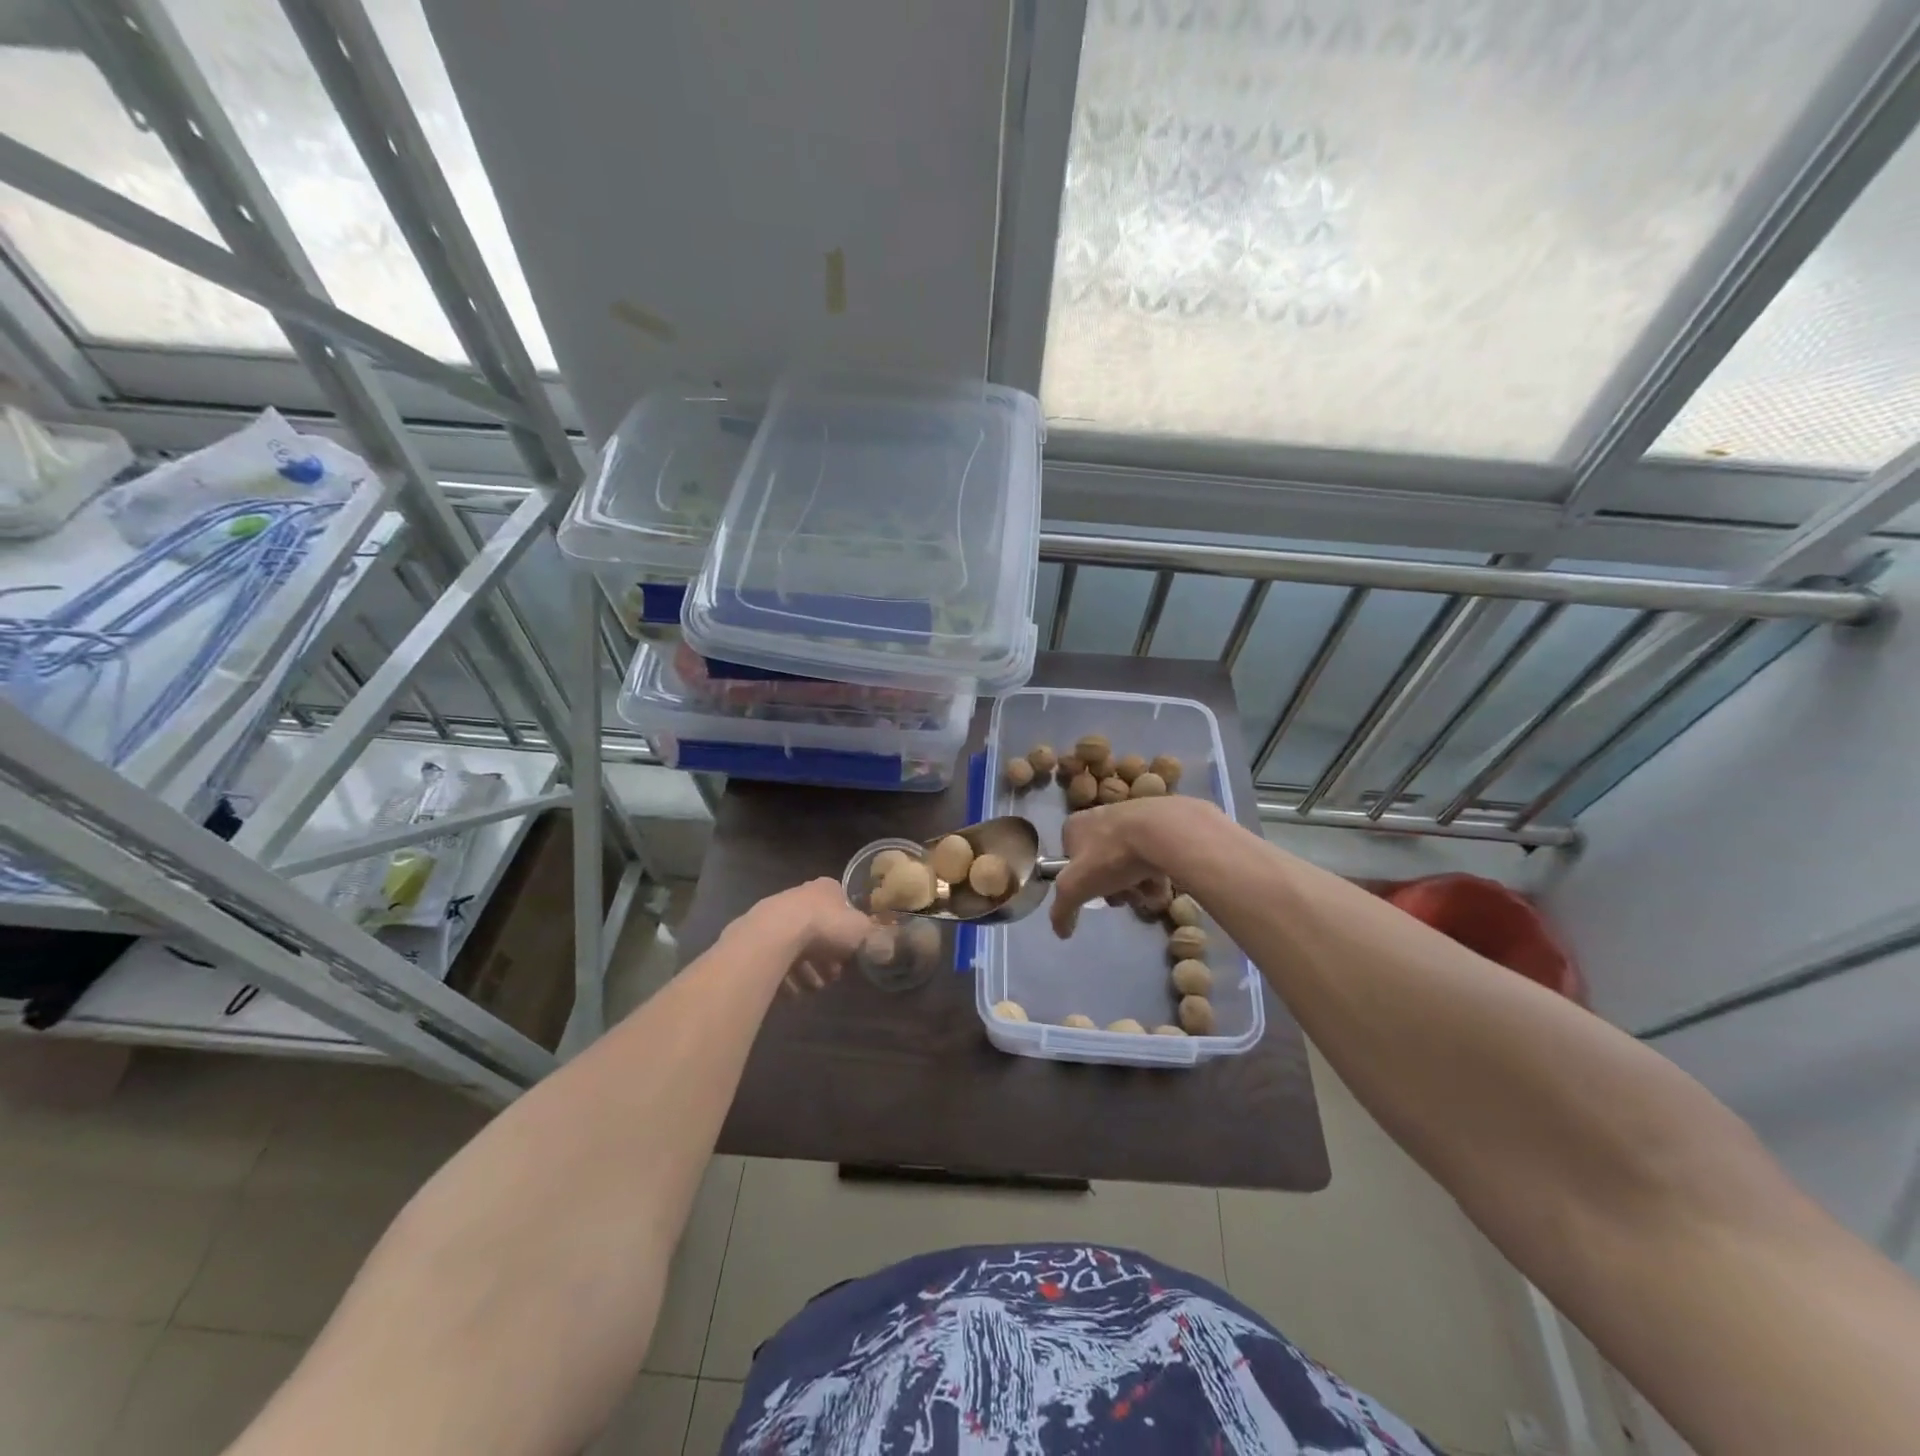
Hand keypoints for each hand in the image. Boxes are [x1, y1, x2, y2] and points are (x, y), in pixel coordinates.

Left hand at [758, 878, 869, 995]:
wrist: (778, 933)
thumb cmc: (826, 925)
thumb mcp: (861, 929)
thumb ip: (871, 935)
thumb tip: (881, 943)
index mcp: (826, 889)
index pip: (841, 910)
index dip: (847, 935)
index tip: (848, 957)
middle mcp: (801, 897)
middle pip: (819, 931)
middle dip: (826, 958)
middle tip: (832, 977)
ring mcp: (777, 915)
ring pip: (797, 946)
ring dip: (807, 970)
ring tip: (812, 989)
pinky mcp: (759, 935)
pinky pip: (777, 959)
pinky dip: (786, 976)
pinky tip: (793, 992)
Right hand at [1051, 797, 1217, 937]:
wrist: (1161, 832)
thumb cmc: (1110, 856)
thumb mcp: (1075, 888)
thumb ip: (1062, 910)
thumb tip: (1061, 933)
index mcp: (1075, 826)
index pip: (1070, 860)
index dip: (1081, 882)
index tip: (1094, 894)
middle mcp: (1100, 817)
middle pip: (1102, 864)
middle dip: (1114, 887)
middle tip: (1125, 896)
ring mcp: (1131, 819)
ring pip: (1128, 863)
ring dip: (1137, 885)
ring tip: (1148, 894)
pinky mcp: (1158, 825)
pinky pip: (1152, 856)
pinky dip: (1156, 875)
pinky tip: (1163, 886)